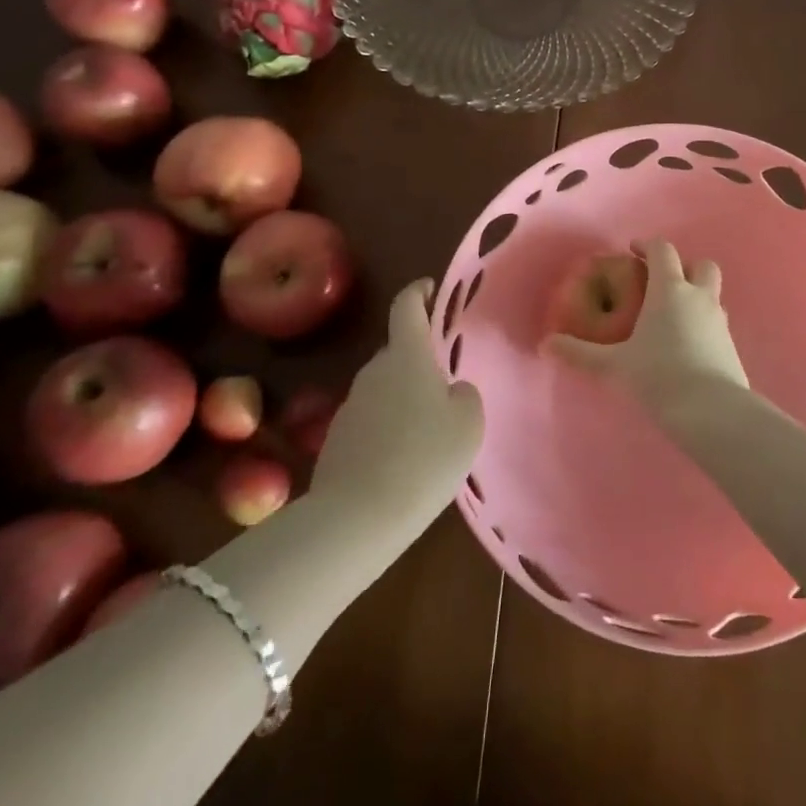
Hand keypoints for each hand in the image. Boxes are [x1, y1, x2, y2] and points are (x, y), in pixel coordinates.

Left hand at [309, 280, 482, 540]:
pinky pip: (372, 420)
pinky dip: (388, 429)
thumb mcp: (467, 423)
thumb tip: (451, 391)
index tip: (429, 288)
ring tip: (428, 431)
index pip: (407, 307)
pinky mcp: (337, 439)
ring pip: (385, 388)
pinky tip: (404, 460)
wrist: (358, 517)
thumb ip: (464, 395)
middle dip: (420, 361)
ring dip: (404, 399)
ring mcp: (351, 405)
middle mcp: (374, 371)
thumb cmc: (425, 456)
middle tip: (446, 385)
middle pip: (398, 352)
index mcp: (407, 356)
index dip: (418, 292)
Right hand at [544, 239, 749, 415]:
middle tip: (662, 282)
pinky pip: (717, 321)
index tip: (633, 251)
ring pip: (713, 293)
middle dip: (683, 266)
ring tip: (673, 316)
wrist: (712, 411)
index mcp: (670, 290)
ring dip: (696, 295)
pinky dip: (703, 322)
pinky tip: (687, 345)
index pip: (663, 251)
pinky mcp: (731, 345)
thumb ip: (580, 353)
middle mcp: (699, 297)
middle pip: (701, 265)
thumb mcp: (614, 366)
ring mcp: (720, 320)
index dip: (648, 245)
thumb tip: (546, 344)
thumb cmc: (659, 377)